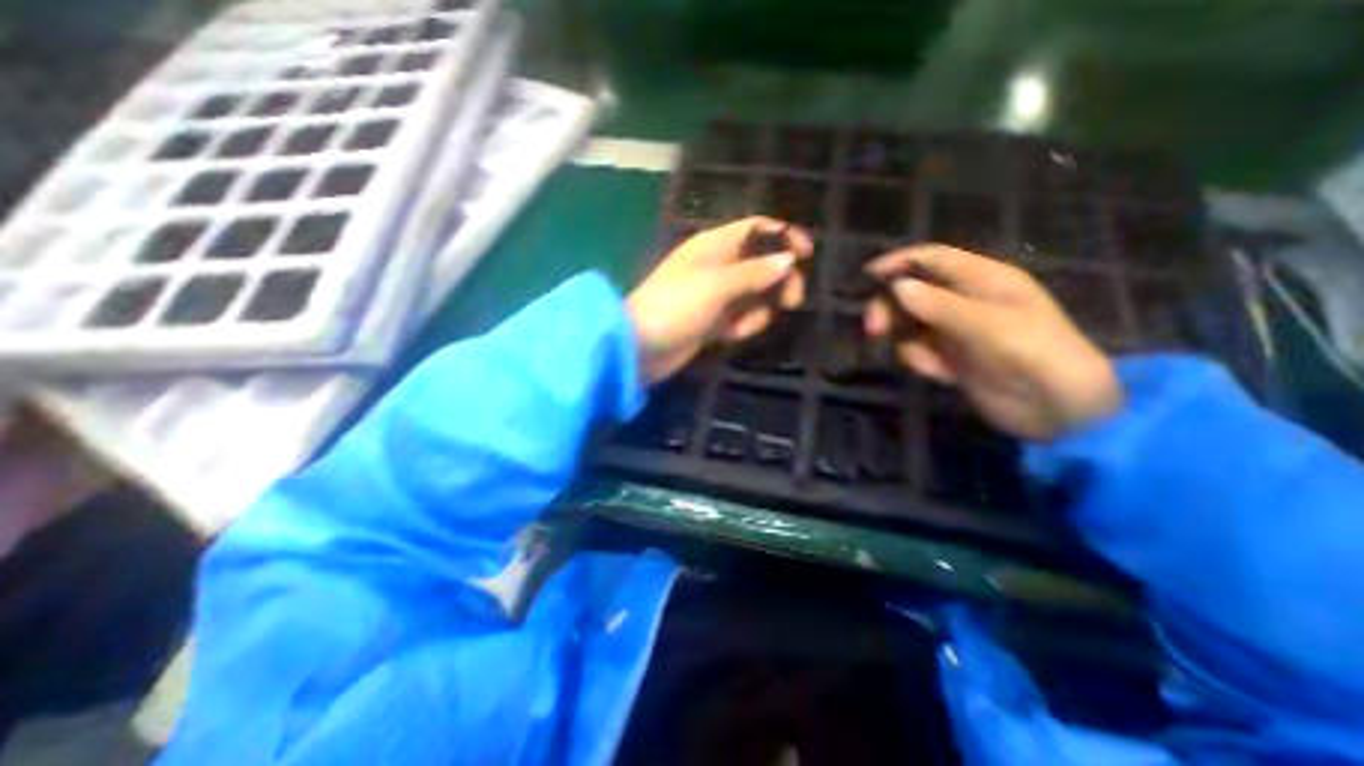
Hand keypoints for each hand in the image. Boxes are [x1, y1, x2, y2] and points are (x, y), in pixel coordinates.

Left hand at [624, 216, 806, 384]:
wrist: (640, 348)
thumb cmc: (675, 307)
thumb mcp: (716, 285)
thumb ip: (754, 272)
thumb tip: (788, 260)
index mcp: (714, 246)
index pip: (755, 228)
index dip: (783, 235)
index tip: (807, 254)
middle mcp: (717, 266)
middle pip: (761, 263)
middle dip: (779, 279)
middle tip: (792, 301)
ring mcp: (714, 296)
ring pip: (754, 294)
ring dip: (759, 308)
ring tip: (745, 324)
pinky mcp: (712, 321)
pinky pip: (740, 318)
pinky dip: (743, 325)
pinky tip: (731, 335)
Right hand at [867, 243, 1124, 435]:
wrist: (1060, 413)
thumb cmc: (1036, 357)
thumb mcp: (989, 327)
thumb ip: (941, 306)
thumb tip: (896, 287)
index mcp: (984, 280)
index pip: (934, 259)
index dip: (900, 263)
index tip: (868, 276)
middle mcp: (965, 301)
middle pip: (913, 292)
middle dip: (891, 307)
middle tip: (873, 329)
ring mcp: (956, 330)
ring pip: (911, 323)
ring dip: (905, 339)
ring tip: (924, 362)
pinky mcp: (950, 357)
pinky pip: (919, 351)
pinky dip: (920, 361)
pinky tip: (941, 375)